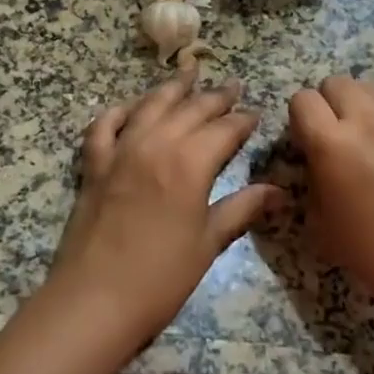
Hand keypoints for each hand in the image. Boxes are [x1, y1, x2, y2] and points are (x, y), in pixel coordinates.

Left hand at [48, 69, 282, 344]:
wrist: (94, 300)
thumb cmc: (160, 277)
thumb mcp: (208, 242)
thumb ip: (241, 208)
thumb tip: (279, 191)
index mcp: (189, 163)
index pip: (224, 129)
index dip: (243, 120)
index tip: (256, 114)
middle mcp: (155, 145)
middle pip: (190, 109)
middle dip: (215, 97)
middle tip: (233, 86)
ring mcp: (120, 151)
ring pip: (149, 106)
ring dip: (171, 89)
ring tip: (188, 73)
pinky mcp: (94, 165)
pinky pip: (104, 126)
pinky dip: (119, 111)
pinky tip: (130, 106)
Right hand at [288, 75, 373, 316]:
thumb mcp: (323, 224)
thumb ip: (313, 181)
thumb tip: (316, 163)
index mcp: (331, 144)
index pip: (302, 100)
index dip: (298, 118)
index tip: (304, 143)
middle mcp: (365, 121)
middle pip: (335, 82)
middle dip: (326, 103)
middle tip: (331, 136)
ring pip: (367, 87)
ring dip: (356, 103)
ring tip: (359, 136)